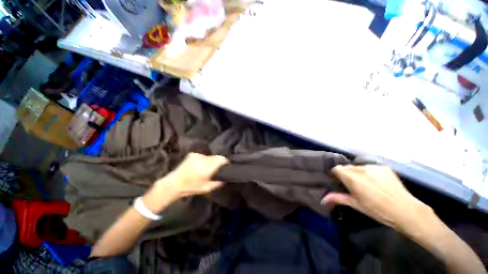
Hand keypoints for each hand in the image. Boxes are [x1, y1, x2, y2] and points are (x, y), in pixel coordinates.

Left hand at [143, 153, 227, 213]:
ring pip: (209, 156)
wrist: (174, 183)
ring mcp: (198, 156)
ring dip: (210, 161)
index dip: (225, 162)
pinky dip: (203, 160)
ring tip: (206, 168)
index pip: (221, 159)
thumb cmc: (191, 187)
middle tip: (215, 169)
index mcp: (208, 166)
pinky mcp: (192, 155)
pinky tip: (199, 166)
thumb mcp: (206, 188)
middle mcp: (204, 159)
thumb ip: (217, 184)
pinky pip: (202, 156)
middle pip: (216, 157)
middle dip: (217, 162)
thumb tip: (224, 180)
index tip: (225, 167)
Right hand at [322, 165, 431, 232]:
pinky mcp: (383, 167)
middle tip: (352, 185)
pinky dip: (368, 172)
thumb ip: (338, 198)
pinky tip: (376, 181)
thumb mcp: (356, 205)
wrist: (406, 210)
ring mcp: (373, 167)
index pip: (336, 168)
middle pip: (347, 167)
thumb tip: (322, 199)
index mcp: (353, 179)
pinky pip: (369, 167)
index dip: (336, 174)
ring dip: (357, 172)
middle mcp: (362, 169)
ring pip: (358, 166)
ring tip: (366, 183)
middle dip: (347, 174)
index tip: (338, 181)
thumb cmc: (378, 211)